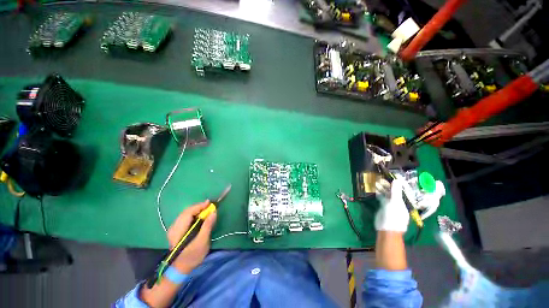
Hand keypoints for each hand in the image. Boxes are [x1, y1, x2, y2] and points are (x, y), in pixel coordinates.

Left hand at [167, 200, 216, 273]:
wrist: (181, 269)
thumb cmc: (192, 256)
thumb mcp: (202, 242)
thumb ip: (207, 226)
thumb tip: (213, 212)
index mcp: (178, 231)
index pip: (188, 213)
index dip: (199, 206)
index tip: (210, 203)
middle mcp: (173, 227)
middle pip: (186, 212)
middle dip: (198, 207)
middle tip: (209, 205)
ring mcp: (174, 228)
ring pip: (185, 214)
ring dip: (196, 210)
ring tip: (206, 209)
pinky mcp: (176, 230)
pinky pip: (185, 217)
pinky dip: (194, 214)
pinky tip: (200, 215)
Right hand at [375, 176, 408, 231]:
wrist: (386, 229)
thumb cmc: (394, 216)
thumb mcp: (395, 202)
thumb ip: (395, 191)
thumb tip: (397, 180)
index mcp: (403, 201)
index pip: (400, 189)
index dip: (395, 183)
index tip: (389, 175)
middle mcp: (397, 201)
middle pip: (392, 191)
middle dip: (386, 185)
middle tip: (379, 177)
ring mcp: (390, 204)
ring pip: (386, 194)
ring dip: (381, 188)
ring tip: (375, 181)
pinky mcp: (383, 206)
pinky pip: (381, 198)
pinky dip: (378, 193)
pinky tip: (374, 189)